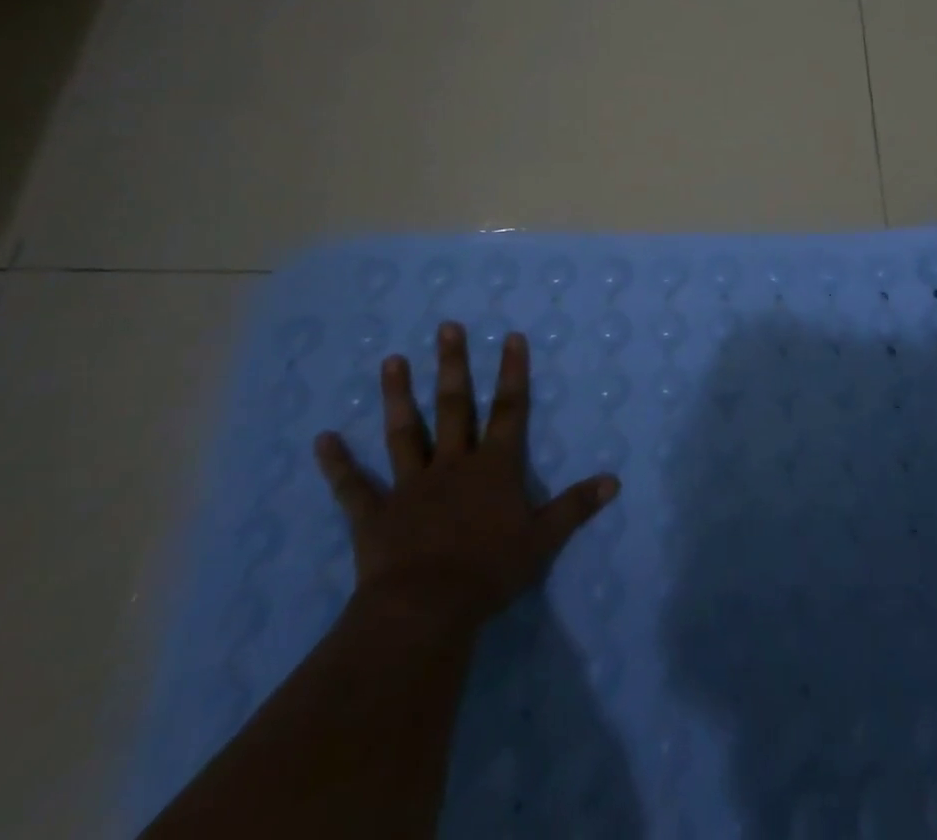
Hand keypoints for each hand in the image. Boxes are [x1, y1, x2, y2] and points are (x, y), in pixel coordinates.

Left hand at [312, 322, 619, 633]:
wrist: (426, 609)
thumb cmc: (489, 571)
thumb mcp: (543, 539)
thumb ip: (575, 507)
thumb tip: (614, 481)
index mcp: (493, 467)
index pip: (509, 410)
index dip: (512, 373)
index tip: (511, 336)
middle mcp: (452, 464)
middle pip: (454, 406)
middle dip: (453, 365)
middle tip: (446, 327)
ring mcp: (410, 486)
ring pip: (405, 432)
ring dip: (398, 396)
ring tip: (392, 360)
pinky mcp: (376, 514)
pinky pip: (354, 487)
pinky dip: (337, 464)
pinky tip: (322, 439)